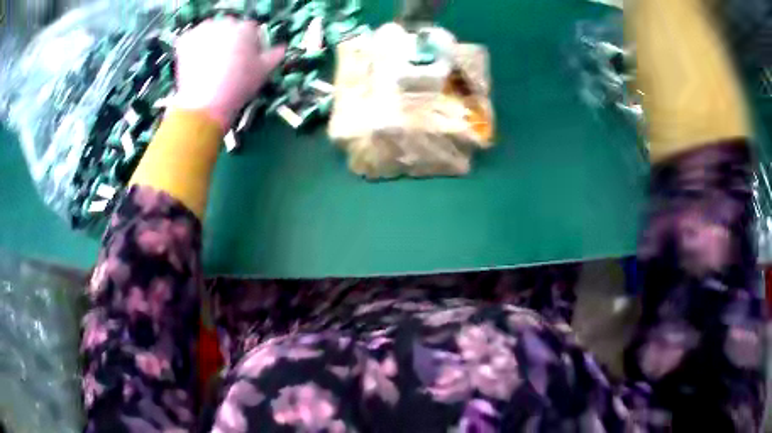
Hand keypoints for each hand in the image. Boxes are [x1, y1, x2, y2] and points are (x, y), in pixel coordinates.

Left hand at [173, 18, 284, 130]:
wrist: (205, 105)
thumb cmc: (238, 88)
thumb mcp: (263, 72)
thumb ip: (275, 56)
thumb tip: (282, 49)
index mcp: (246, 28)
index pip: (251, 31)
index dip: (250, 45)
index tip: (246, 60)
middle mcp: (225, 23)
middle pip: (230, 29)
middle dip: (229, 41)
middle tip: (227, 63)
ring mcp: (203, 31)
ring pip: (210, 31)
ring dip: (211, 42)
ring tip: (210, 63)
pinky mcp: (185, 41)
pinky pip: (191, 39)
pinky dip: (193, 47)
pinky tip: (196, 61)